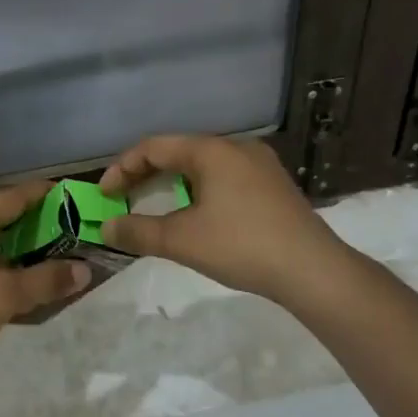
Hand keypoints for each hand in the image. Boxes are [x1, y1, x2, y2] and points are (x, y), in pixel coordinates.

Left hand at [0, 182, 89, 373]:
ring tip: (36, 243)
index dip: (39, 193)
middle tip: (55, 219)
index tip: (66, 193)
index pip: (9, 196)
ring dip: (7, 233)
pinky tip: (5, 271)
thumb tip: (84, 269)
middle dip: (23, 211)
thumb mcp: (5, 297)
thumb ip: (45, 281)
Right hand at [97, 135, 344, 301]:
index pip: (154, 146)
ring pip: (202, 164)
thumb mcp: (181, 240)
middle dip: (145, 174)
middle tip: (122, 198)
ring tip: (154, 204)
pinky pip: (223, 176)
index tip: (104, 195)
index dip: (122, 168)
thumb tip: (105, 229)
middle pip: (179, 151)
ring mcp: (259, 165)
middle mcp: (236, 147)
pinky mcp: (272, 185)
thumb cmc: (241, 246)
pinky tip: (195, 213)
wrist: (312, 269)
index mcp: (211, 151)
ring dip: (172, 182)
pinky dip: (198, 189)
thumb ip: (138, 232)